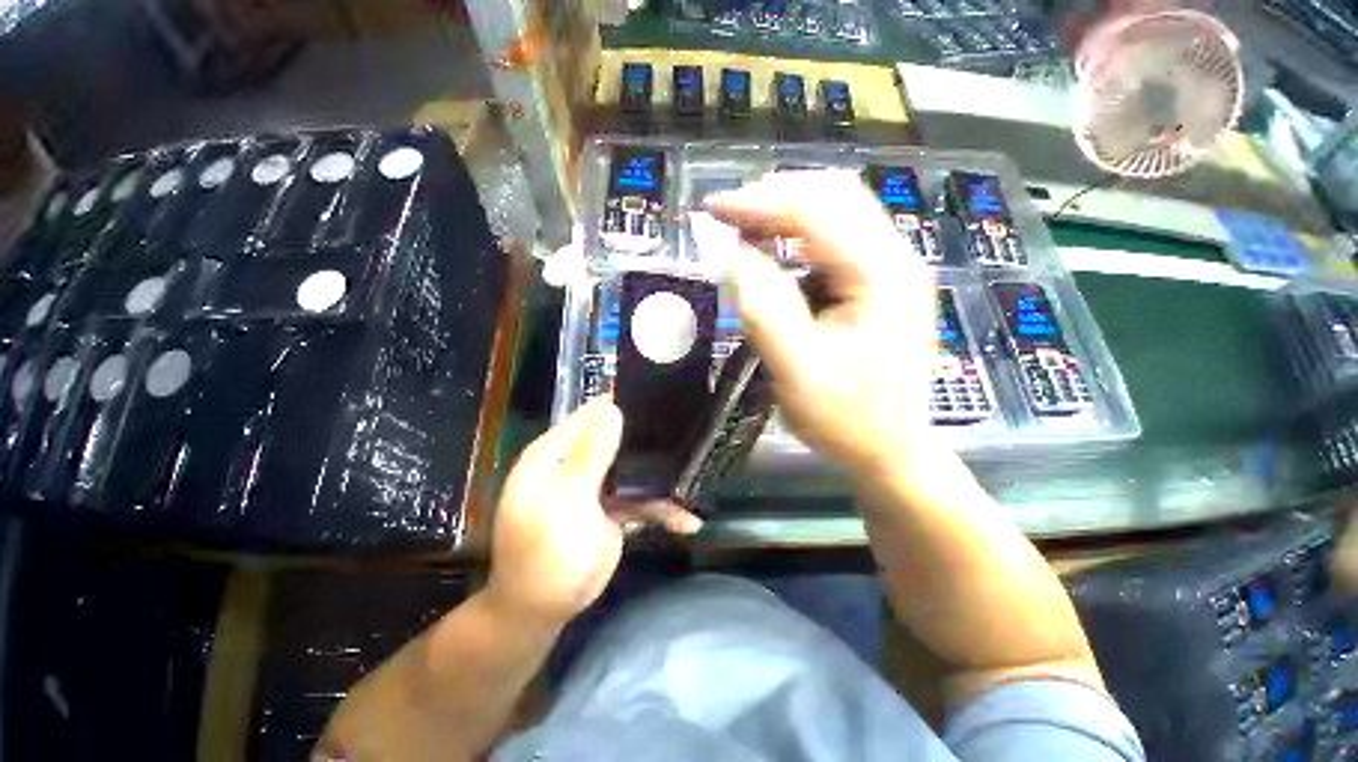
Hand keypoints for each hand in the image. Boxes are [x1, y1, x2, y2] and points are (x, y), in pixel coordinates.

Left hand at [487, 397, 700, 625]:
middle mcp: (576, 464)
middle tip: (688, 427)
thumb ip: (590, 455)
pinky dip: (662, 509)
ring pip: (633, 469)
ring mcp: (596, 487)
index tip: (660, 394)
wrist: (542, 612)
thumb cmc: (546, 554)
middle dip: (649, 436)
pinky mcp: (612, 510)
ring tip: (697, 471)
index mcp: (555, 453)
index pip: (591, 415)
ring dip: (662, 475)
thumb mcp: (566, 501)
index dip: (622, 402)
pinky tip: (688, 522)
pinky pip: (640, 500)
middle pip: (617, 438)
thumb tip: (612, 407)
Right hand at [705, 170, 936, 477]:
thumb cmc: (847, 419)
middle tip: (726, 216)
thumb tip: (729, 254)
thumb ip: (764, 309)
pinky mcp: (882, 284)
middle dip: (773, 196)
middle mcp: (895, 259)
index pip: (816, 210)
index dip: (759, 202)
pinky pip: (839, 237)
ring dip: (786, 209)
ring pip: (839, 210)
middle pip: (834, 195)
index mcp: (880, 276)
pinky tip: (775, 249)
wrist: (893, 451)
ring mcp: (892, 270)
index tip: (712, 211)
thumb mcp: (798, 372)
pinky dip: (800, 233)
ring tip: (743, 227)